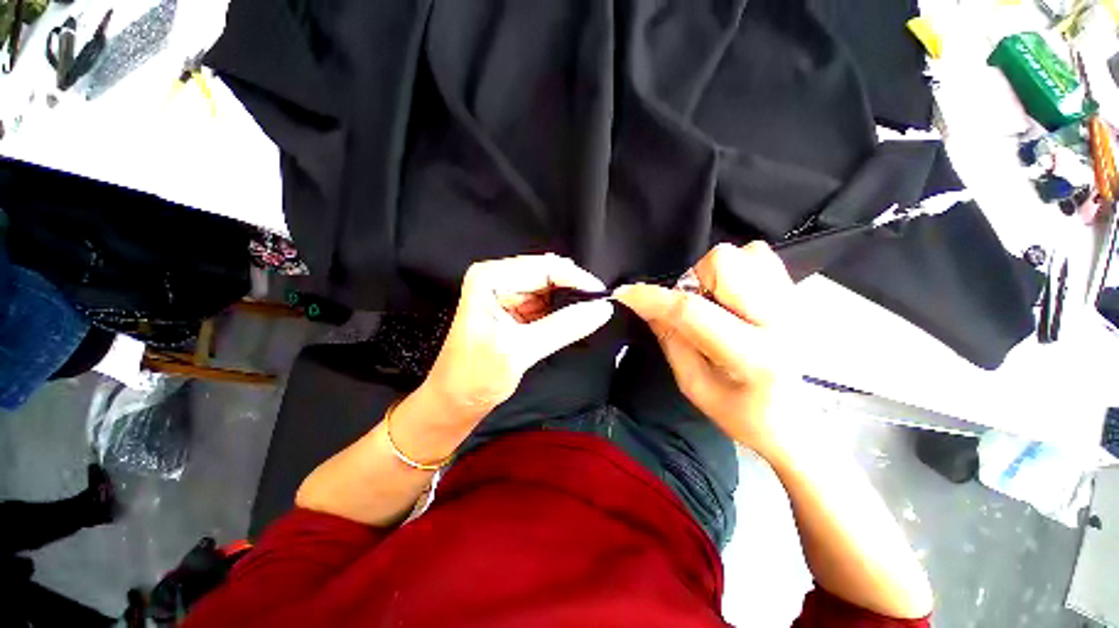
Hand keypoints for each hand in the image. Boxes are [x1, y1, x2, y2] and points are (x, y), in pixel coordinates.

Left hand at [424, 253, 614, 420]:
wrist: (455, 401)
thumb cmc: (476, 376)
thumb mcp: (520, 350)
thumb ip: (564, 327)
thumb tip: (603, 309)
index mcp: (490, 278)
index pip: (543, 267)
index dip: (576, 278)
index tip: (603, 295)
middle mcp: (498, 278)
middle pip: (548, 274)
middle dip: (574, 289)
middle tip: (600, 305)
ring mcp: (507, 292)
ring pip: (551, 288)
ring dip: (571, 300)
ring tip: (590, 313)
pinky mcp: (516, 308)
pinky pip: (547, 303)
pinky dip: (563, 311)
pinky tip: (575, 319)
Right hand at [614, 242, 797, 461]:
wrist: (801, 421)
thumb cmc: (744, 414)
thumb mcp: (695, 386)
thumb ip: (670, 340)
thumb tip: (646, 307)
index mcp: (753, 356)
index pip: (692, 311)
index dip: (652, 299)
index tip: (625, 294)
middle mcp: (780, 319)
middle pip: (724, 263)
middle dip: (693, 280)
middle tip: (694, 307)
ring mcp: (794, 301)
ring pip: (742, 253)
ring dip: (714, 275)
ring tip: (717, 305)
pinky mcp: (796, 293)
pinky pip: (759, 255)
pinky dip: (736, 269)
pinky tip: (734, 297)